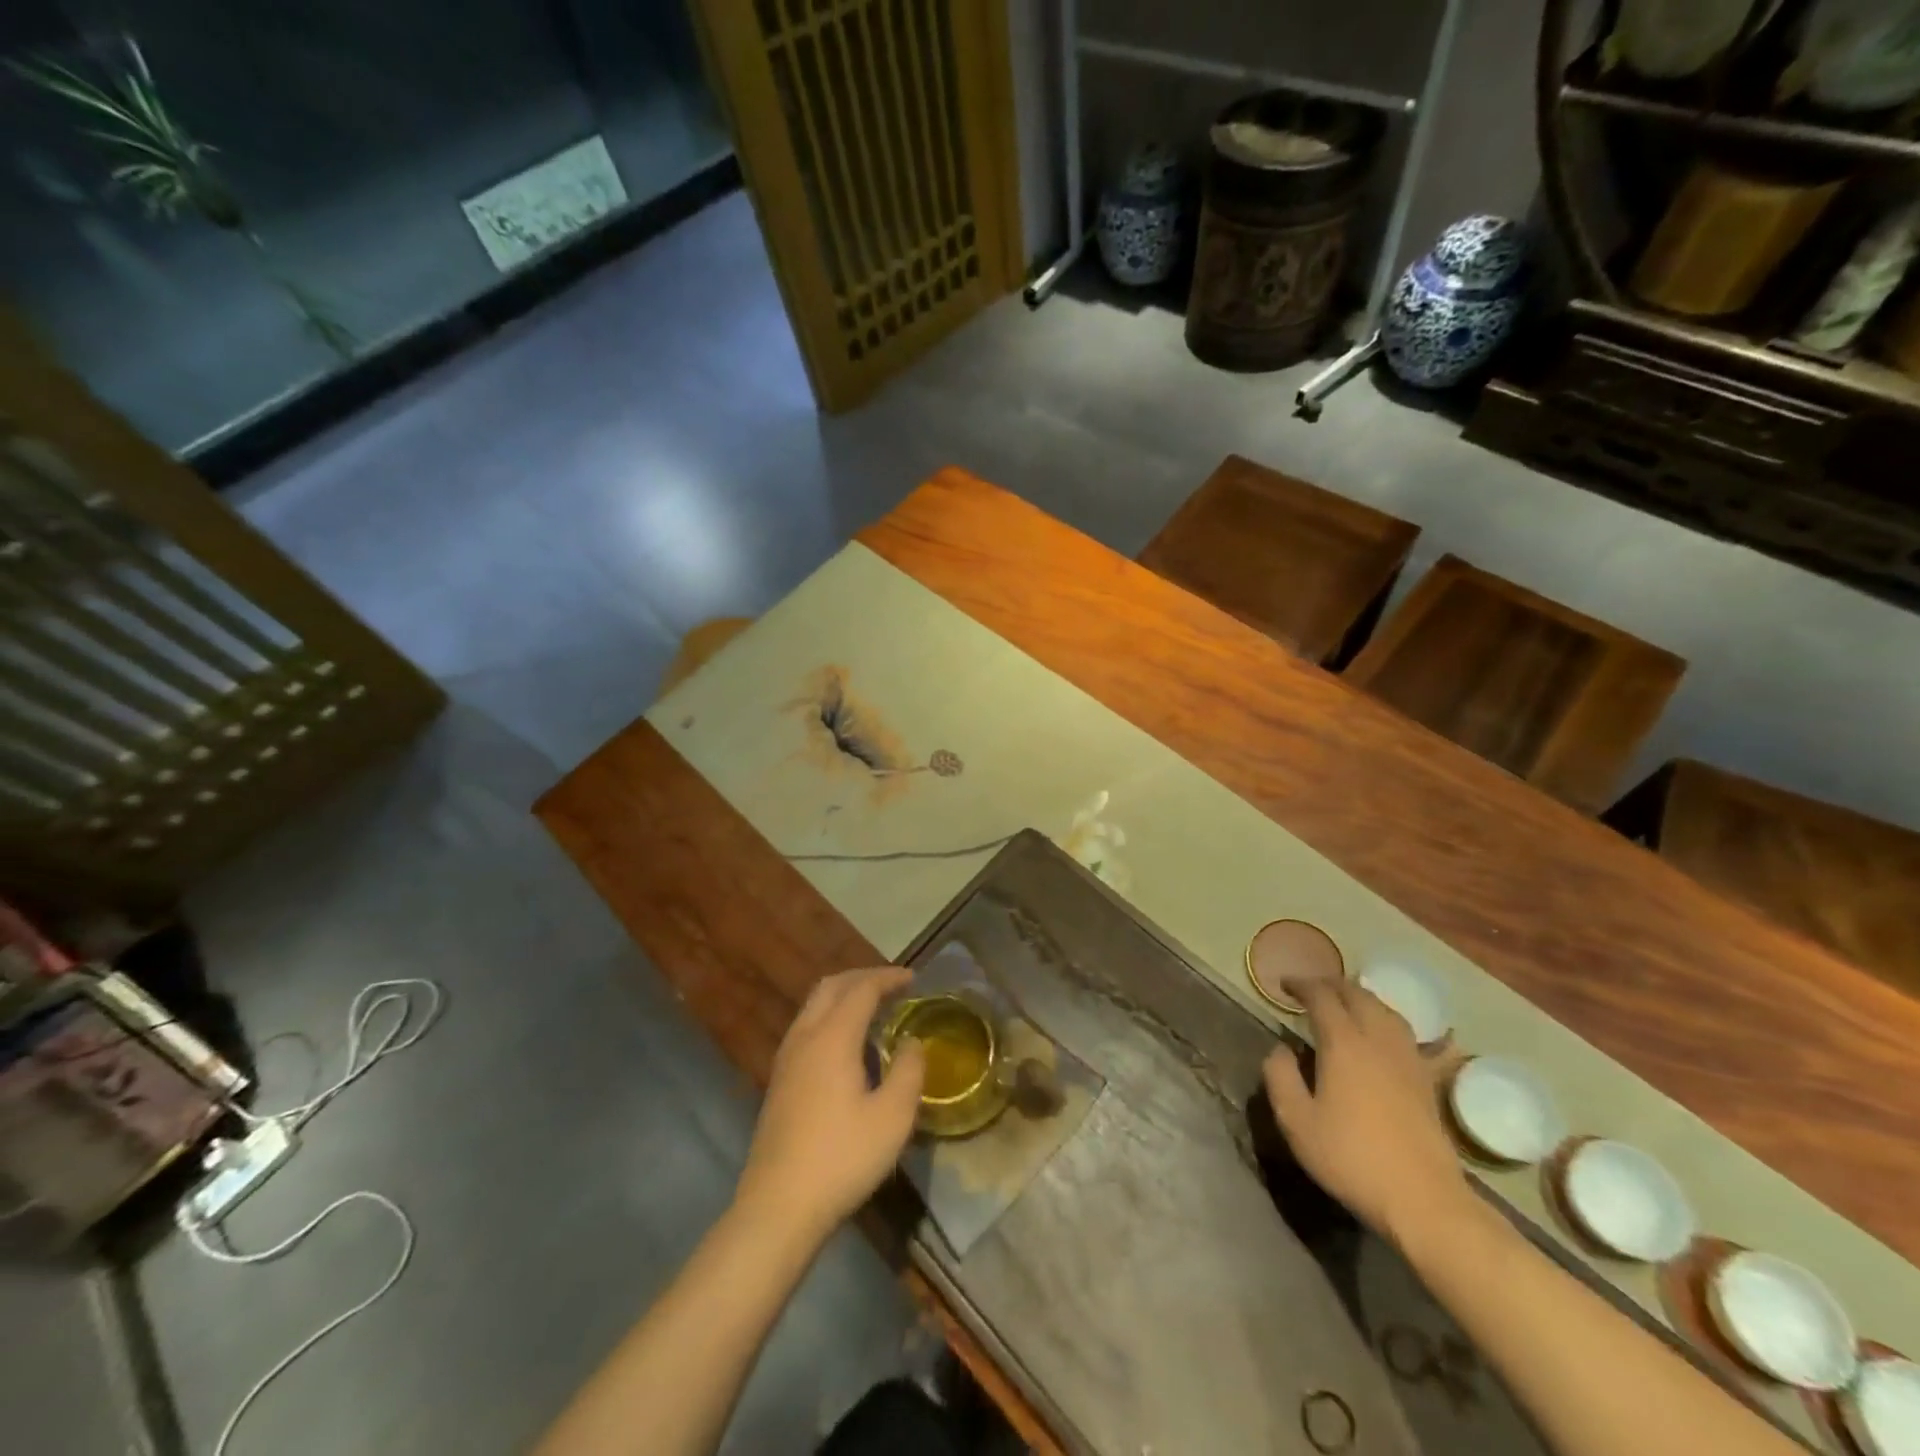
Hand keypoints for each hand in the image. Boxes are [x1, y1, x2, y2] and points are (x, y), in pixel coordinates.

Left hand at [735, 967, 925, 1242]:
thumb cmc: (842, 1158)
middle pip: (831, 987)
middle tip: (892, 986)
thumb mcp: (892, 1117)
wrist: (778, 1207)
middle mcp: (805, 1037)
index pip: (862, 989)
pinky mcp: (779, 1081)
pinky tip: (846, 1044)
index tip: (913, 978)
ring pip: (814, 1006)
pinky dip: (830, 1016)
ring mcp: (786, 1059)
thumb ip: (909, 1071)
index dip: (888, 978)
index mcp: (833, 1037)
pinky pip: (806, 1027)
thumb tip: (912, 1043)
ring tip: (872, 1009)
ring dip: (844, 996)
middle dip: (863, 978)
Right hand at [1263, 978, 1467, 1246]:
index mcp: (1343, 1044)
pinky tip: (1385, 1033)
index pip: (1321, 997)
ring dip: (1360, 998)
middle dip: (1331, 985)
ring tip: (1344, 1003)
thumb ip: (1280, 1077)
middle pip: (1357, 995)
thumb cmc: (1351, 1158)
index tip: (1283, 984)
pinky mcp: (1427, 1080)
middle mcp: (1378, 1040)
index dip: (1301, 985)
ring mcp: (1408, 1059)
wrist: (1423, 1200)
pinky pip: (1406, 1034)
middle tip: (1310, 989)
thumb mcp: (1296, 1121)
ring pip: (1385, 1010)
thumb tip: (1280, 1050)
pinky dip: (1387, 1021)